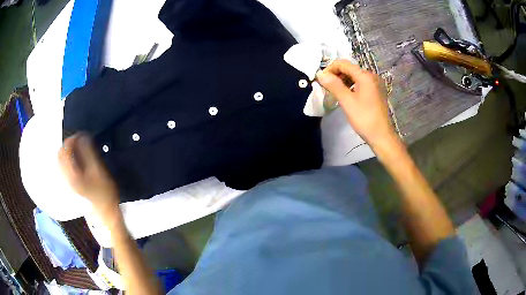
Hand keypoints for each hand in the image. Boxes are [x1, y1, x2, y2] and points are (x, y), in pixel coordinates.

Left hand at [58, 134, 119, 217]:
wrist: (105, 215)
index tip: (81, 135)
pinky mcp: (69, 185)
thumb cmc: (104, 195)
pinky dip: (67, 159)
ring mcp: (66, 183)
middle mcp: (65, 178)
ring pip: (60, 161)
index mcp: (71, 175)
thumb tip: (83, 137)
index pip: (64, 150)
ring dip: (67, 151)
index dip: (71, 139)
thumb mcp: (98, 172)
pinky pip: (63, 168)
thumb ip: (89, 153)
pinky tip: (75, 159)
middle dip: (67, 144)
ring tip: (77, 148)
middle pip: (60, 155)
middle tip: (78, 140)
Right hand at [316, 59, 397, 148]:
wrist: (381, 135)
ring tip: (334, 91)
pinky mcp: (376, 91)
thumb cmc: (364, 118)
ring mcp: (375, 84)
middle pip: (350, 69)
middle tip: (326, 86)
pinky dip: (351, 86)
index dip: (330, 68)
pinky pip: (360, 83)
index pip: (344, 64)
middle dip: (336, 75)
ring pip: (355, 76)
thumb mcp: (347, 101)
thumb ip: (334, 85)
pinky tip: (346, 95)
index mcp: (365, 76)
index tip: (321, 79)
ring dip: (343, 81)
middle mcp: (371, 76)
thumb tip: (320, 74)